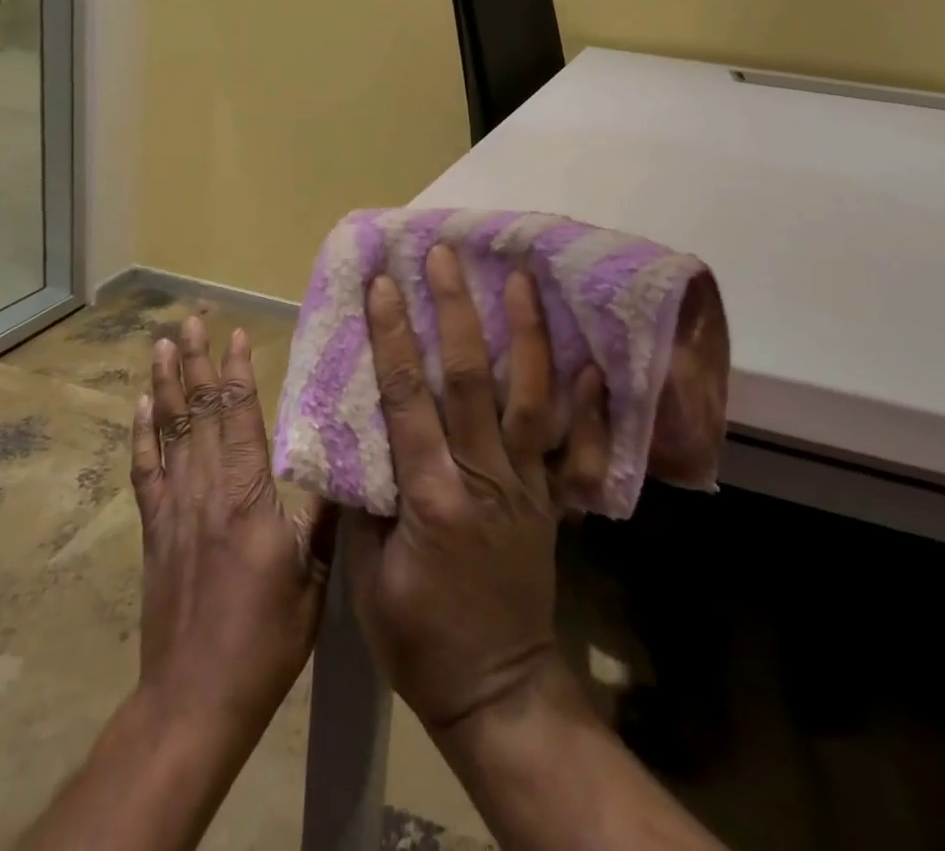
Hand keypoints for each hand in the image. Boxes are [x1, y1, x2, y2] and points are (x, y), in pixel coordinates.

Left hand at [130, 316, 337, 746]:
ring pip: (168, 432)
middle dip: (194, 361)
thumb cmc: (265, 640)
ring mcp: (174, 510)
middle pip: (198, 413)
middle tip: (190, 319)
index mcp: (248, 498)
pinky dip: (141, 435)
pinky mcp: (155, 532)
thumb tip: (345, 457)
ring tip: (161, 345)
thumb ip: (323, 513)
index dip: (235, 373)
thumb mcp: (313, 578)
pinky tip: (140, 407)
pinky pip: (145, 472)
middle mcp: (206, 491)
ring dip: (164, 385)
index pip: (239, 418)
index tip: (234, 333)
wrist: (194, 702)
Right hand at [348, 246, 610, 735]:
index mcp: (430, 495)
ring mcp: (526, 484)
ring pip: (529, 396)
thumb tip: (354, 437)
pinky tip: (590, 362)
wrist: (498, 689)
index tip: (383, 284)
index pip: (405, 398)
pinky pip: (574, 445)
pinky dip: (586, 404)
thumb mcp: (367, 578)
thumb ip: (364, 502)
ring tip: (519, 279)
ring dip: (523, 334)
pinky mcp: (551, 498)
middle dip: (454, 310)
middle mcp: (483, 476)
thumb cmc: (418, 638)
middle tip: (444, 257)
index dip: (392, 337)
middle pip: (469, 378)